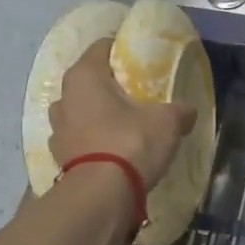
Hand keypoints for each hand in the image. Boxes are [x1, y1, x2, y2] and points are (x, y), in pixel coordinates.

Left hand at [49, 38, 196, 188]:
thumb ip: (180, 110)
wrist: (100, 197)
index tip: (143, 60)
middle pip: (90, 80)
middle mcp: (63, 97)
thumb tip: (188, 111)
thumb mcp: (167, 121)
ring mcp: (56, 129)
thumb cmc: (130, 143)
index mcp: (84, 76)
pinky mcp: (59, 156)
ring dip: (99, 114)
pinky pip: (80, 137)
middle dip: (111, 85)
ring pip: (81, 110)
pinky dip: (94, 139)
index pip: (102, 47)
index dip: (123, 49)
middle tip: (139, 93)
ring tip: (126, 123)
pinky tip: (114, 149)